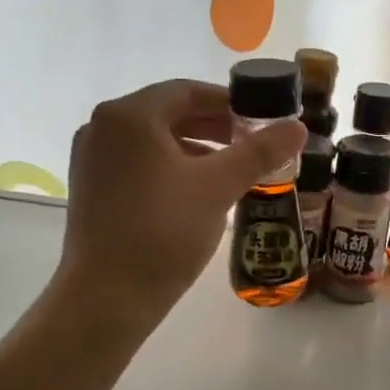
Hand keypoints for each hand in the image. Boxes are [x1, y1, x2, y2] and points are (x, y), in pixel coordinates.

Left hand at [52, 80, 306, 329]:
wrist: (108, 297)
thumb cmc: (164, 231)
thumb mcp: (219, 187)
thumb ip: (259, 151)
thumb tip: (298, 126)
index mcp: (129, 115)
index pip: (188, 91)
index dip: (230, 103)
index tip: (262, 121)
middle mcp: (102, 127)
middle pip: (169, 113)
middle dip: (215, 127)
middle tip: (253, 145)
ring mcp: (92, 159)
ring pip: (154, 141)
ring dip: (196, 148)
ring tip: (232, 169)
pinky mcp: (91, 189)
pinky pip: (138, 163)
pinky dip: (171, 167)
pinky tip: (198, 192)